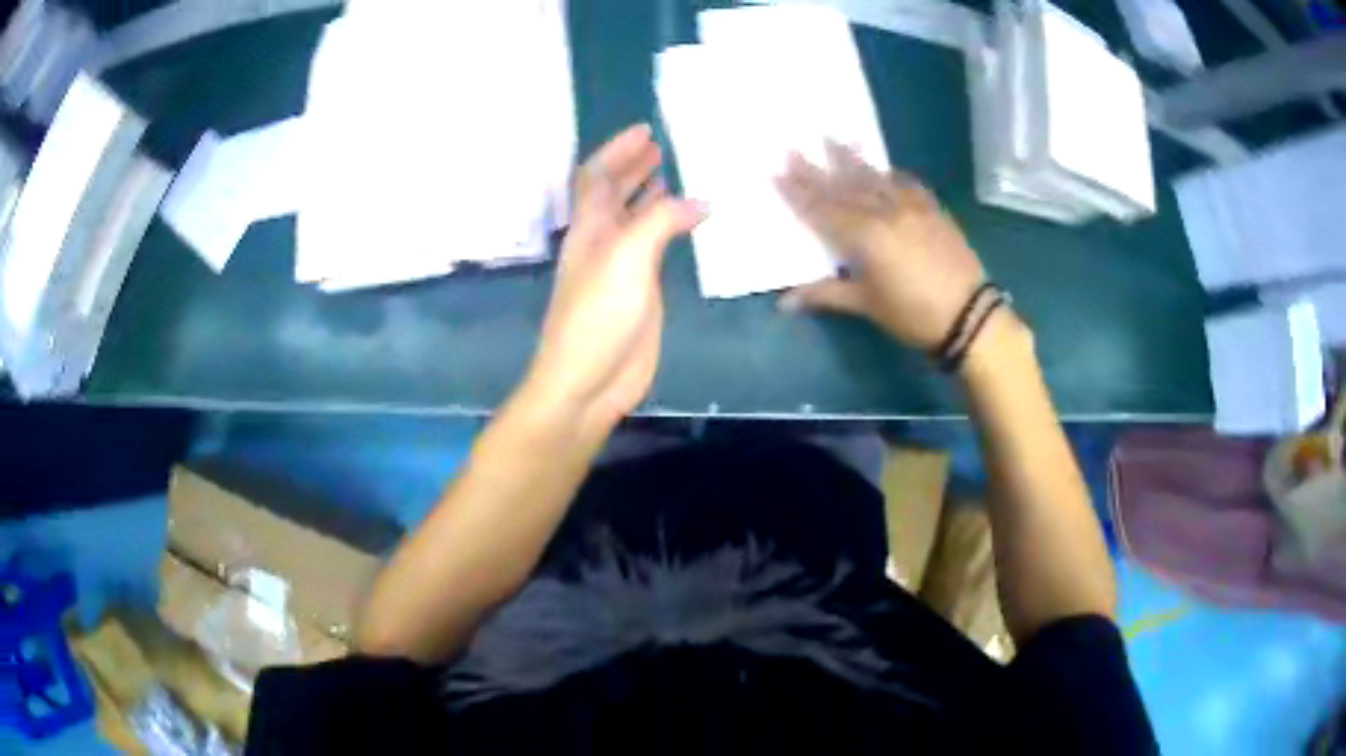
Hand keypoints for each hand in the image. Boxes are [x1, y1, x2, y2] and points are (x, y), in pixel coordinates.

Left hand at [524, 124, 703, 432]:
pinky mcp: (641, 290)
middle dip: (633, 166)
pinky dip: (670, 226)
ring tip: (674, 172)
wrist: (589, 381)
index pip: (596, 176)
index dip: (617, 150)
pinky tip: (689, 221)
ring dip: (650, 193)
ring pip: (635, 217)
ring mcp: (621, 266)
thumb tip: (700, 200)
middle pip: (613, 193)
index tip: (645, 130)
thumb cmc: (598, 316)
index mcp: (589, 227)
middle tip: (660, 146)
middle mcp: (602, 240)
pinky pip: (656, 245)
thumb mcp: (627, 258)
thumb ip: (661, 222)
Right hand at [775, 141, 984, 349]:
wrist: (969, 315)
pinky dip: (893, 174)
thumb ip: (826, 295)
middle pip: (843, 187)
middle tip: (793, 149)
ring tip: (832, 139)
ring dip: (850, 159)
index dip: (797, 192)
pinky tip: (886, 167)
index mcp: (863, 237)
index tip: (777, 172)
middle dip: (815, 170)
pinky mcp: (933, 210)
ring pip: (874, 178)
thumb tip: (784, 302)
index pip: (822, 209)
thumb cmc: (913, 315)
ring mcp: (911, 207)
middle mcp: (883, 213)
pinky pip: (909, 184)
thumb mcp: (867, 306)